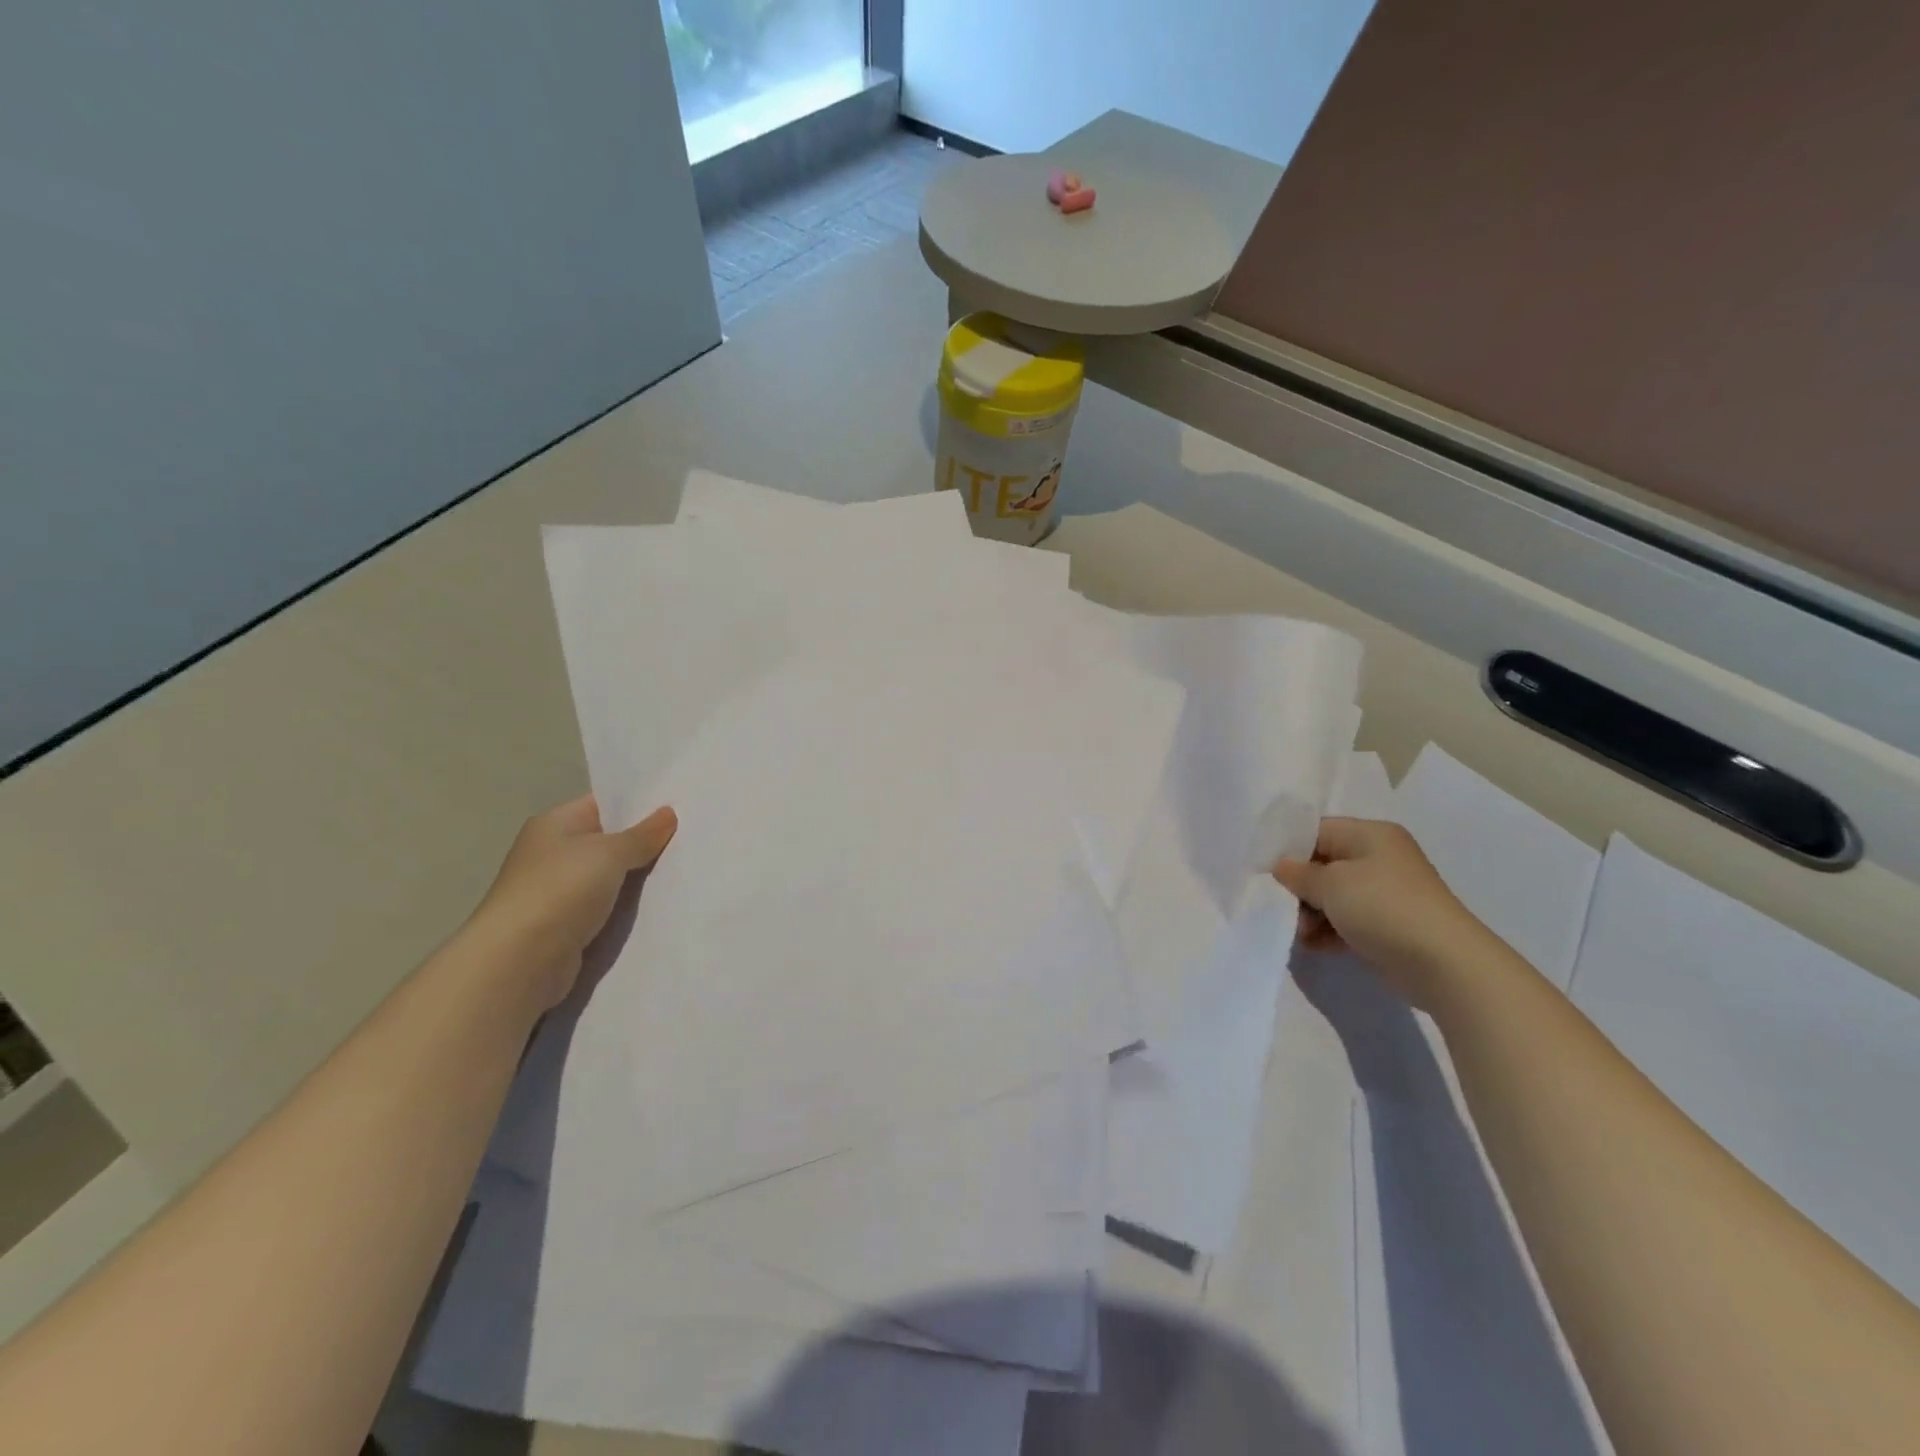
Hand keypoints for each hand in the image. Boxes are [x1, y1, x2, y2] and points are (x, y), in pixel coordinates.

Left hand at [467, 796, 676, 1012]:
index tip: (681, 806)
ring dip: (640, 877)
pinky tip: (662, 903)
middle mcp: (554, 853)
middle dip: (646, 841)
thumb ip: (642, 834)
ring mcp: (559, 891)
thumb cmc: (560, 890)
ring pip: (612, 876)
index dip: (640, 804)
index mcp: (555, 824)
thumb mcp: (609, 853)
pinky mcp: (568, 924)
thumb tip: (668, 813)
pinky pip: (608, 906)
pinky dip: (629, 906)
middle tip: (692, 836)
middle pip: (610, 840)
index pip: (604, 804)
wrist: (519, 961)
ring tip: (686, 868)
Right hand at [1273, 817, 1492, 1012]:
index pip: (1317, 831)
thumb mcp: (1331, 883)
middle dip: (1298, 887)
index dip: (1287, 848)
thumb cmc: (1383, 907)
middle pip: (1322, 864)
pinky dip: (1327, 931)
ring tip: (1299, 933)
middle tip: (1279, 906)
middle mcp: (1379, 858)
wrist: (1443, 964)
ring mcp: (1384, 894)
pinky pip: (1345, 921)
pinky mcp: (1385, 925)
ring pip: (1332, 896)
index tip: (1262, 870)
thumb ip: (1298, 873)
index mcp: (1370, 835)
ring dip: (1309, 913)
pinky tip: (1311, 945)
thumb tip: (1280, 868)